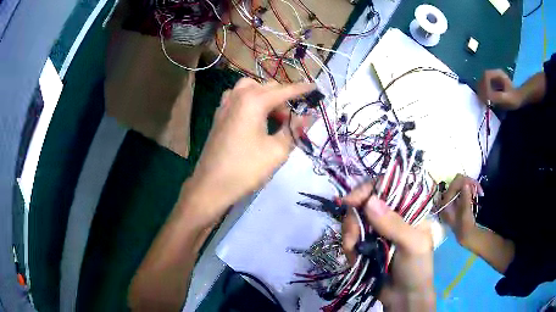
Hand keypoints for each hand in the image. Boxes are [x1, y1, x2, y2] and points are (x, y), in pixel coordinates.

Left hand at [185, 78, 313, 225]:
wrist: (211, 185)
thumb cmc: (246, 168)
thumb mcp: (277, 150)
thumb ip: (293, 129)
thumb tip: (306, 117)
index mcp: (253, 101)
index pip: (284, 90)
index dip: (302, 89)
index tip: (315, 88)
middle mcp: (238, 96)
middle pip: (268, 87)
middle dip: (284, 98)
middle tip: (292, 118)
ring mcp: (225, 104)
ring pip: (251, 89)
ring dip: (266, 97)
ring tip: (274, 117)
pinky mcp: (219, 115)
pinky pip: (238, 98)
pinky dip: (251, 101)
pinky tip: (255, 118)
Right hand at [342, 183, 434, 310]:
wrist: (404, 297)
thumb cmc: (417, 268)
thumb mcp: (413, 245)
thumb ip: (394, 225)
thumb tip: (370, 201)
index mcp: (408, 209)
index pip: (387, 186)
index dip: (367, 189)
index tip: (351, 201)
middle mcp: (391, 215)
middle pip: (364, 203)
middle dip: (354, 219)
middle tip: (352, 239)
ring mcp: (377, 230)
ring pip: (354, 220)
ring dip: (350, 236)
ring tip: (354, 253)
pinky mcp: (365, 244)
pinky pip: (350, 238)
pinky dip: (349, 248)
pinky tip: (356, 259)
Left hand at [438, 174, 481, 244]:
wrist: (465, 234)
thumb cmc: (464, 224)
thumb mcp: (466, 211)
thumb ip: (465, 197)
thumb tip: (465, 184)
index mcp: (445, 202)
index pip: (454, 185)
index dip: (465, 182)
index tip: (475, 184)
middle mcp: (446, 198)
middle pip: (457, 181)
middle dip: (468, 183)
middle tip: (478, 189)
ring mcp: (451, 197)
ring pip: (461, 182)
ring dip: (470, 185)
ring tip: (478, 192)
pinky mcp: (456, 197)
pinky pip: (463, 187)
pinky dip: (470, 187)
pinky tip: (476, 193)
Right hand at [478, 69, 522, 109]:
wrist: (520, 99)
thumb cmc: (515, 99)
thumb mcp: (508, 98)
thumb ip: (498, 97)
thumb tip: (487, 97)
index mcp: (498, 73)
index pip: (486, 75)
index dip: (484, 85)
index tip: (485, 96)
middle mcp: (494, 73)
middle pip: (483, 77)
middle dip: (481, 87)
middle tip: (480, 98)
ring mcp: (494, 78)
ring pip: (483, 81)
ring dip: (481, 90)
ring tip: (482, 99)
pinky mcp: (493, 83)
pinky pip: (485, 85)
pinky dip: (484, 91)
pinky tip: (485, 99)